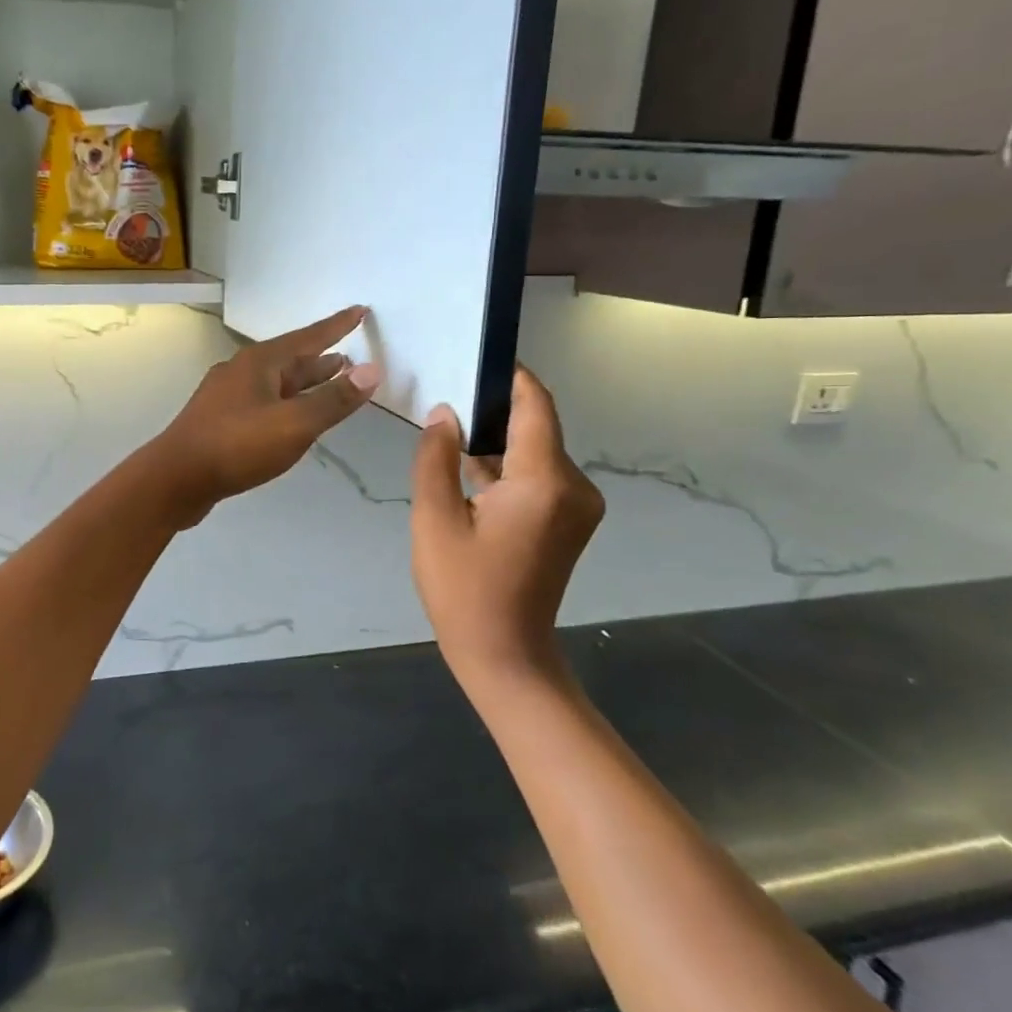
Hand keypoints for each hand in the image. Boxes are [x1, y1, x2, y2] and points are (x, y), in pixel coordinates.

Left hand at [145, 306, 380, 525]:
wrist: (175, 479)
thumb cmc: (237, 446)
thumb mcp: (294, 424)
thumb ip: (333, 400)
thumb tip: (371, 370)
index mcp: (259, 363)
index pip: (308, 337)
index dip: (337, 326)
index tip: (360, 311)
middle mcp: (241, 372)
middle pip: (291, 360)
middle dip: (321, 359)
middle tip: (350, 358)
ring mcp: (227, 396)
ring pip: (276, 383)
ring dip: (304, 382)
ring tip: (331, 382)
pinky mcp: (220, 421)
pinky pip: (263, 402)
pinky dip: (286, 403)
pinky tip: (292, 418)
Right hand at [410, 367, 603, 690]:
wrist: (504, 654)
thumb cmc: (463, 589)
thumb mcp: (434, 519)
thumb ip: (436, 458)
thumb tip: (444, 413)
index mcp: (544, 481)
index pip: (535, 405)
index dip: (510, 376)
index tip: (474, 357)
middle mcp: (574, 486)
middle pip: (536, 426)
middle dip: (493, 410)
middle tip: (444, 399)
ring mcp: (577, 505)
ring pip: (535, 451)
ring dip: (496, 442)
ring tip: (447, 435)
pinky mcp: (569, 520)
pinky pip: (538, 475)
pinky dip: (506, 468)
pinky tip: (467, 472)